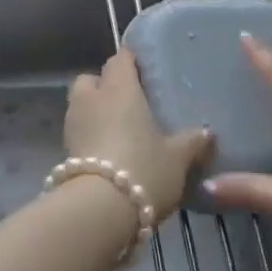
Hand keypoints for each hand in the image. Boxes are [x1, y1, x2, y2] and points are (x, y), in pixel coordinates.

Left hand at [64, 49, 211, 218]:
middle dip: (105, 85)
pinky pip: (78, 132)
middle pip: (92, 79)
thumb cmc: (142, 169)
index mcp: (119, 88)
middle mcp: (92, 98)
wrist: (98, 211)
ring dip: (94, 112)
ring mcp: (73, 124)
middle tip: (128, 102)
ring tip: (118, 131)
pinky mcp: (64, 151)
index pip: (120, 59)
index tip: (144, 71)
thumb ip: (191, 142)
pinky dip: (89, 137)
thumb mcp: (177, 158)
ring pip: (81, 105)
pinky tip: (107, 155)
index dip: (131, 62)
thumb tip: (207, 132)